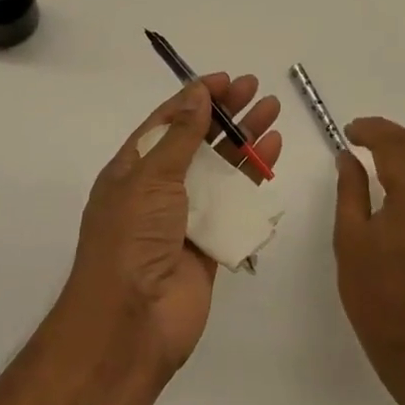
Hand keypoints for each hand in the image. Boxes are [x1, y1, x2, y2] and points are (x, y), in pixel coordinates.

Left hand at [64, 74, 282, 376]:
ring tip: (273, 113)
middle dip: (227, 113)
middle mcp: (158, 188)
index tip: (227, 80)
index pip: (168, 121)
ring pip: (220, 169)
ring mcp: (185, 216)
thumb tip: (197, 92)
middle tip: (257, 90)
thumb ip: (180, 136)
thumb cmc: (131, 240)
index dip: (196, 97)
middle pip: (198, 140)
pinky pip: (234, 205)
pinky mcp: (210, 243)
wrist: (130, 324)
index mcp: (133, 168)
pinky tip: (272, 157)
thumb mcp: (150, 178)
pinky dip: (252, 181)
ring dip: (245, 141)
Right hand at [334, 118, 404, 389]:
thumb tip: (347, 158)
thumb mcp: (351, 240)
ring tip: (377, 151)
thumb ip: (350, 191)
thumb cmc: (378, 297)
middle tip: (360, 135)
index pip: (395, 145)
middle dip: (390, 134)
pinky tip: (398, 179)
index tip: (348, 131)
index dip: (371, 131)